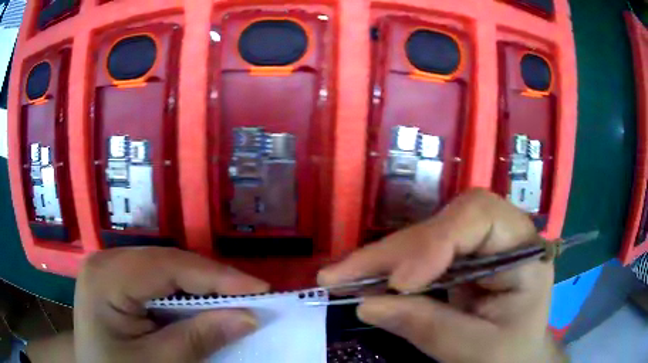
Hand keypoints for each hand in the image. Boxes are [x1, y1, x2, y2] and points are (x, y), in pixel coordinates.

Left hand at [74, 247, 268, 362]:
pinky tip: (200, 303)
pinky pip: (156, 276)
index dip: (216, 276)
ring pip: (164, 266)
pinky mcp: (116, 276)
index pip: (167, 265)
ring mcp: (109, 265)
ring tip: (232, 299)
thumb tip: (248, 317)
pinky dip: (183, 290)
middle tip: (251, 296)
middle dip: (211, 279)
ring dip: (200, 284)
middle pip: (167, 261)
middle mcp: (106, 259)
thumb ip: (198, 338)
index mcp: (106, 277)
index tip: (260, 289)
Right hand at [319, 189, 564, 362]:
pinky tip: (363, 279)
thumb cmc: (509, 354)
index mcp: (523, 250)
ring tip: (341, 278)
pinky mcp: (459, 258)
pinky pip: (419, 252)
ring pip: (425, 235)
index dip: (436, 241)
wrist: (517, 355)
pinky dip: (388, 267)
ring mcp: (478, 245)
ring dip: (381, 258)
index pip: (480, 216)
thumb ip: (429, 328)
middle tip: (341, 277)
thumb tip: (367, 305)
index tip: (400, 282)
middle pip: (444, 223)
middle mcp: (501, 235)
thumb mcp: (475, 349)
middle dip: (393, 252)